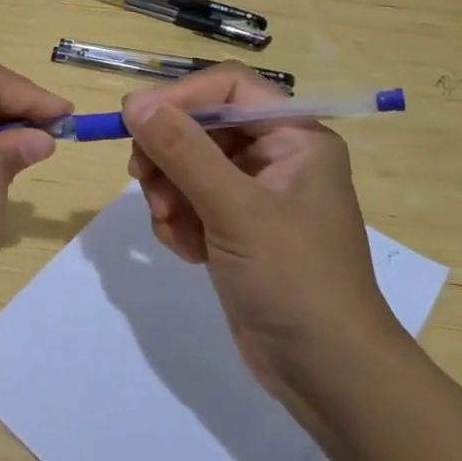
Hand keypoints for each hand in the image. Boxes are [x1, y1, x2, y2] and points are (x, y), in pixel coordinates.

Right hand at [122, 63, 401, 403]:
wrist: (327, 372)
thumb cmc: (293, 278)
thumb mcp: (235, 209)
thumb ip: (183, 151)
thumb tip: (134, 102)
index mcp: (295, 138)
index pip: (229, 88)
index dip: (181, 98)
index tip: (136, 121)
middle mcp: (276, 158)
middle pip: (202, 127)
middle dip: (169, 155)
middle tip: (144, 181)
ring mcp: (256, 197)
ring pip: (189, 168)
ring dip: (169, 193)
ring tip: (173, 226)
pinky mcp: (237, 232)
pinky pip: (192, 205)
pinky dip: (180, 223)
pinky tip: (187, 252)